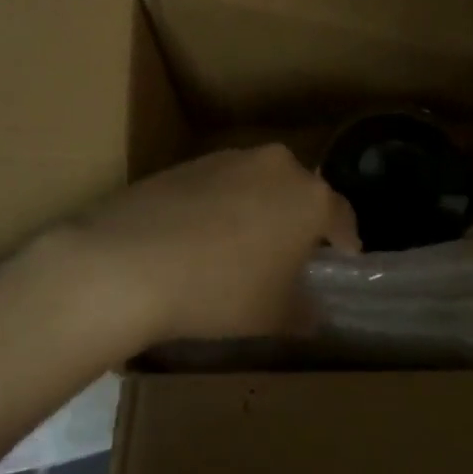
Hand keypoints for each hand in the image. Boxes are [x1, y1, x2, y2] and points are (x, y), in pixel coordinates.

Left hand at [34, 145, 359, 345]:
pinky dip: (221, 207)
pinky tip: (200, 239)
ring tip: (241, 248)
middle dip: (299, 221)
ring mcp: (227, 158)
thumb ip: (303, 311)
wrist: (126, 261)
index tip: (345, 257)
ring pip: (258, 185)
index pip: (342, 215)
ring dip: (258, 210)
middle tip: (292, 255)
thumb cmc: (220, 290)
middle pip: (299, 193)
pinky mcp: (186, 162)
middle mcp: (275, 165)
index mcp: (309, 196)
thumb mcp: (272, 315)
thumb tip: (312, 311)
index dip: (346, 240)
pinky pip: (220, 185)